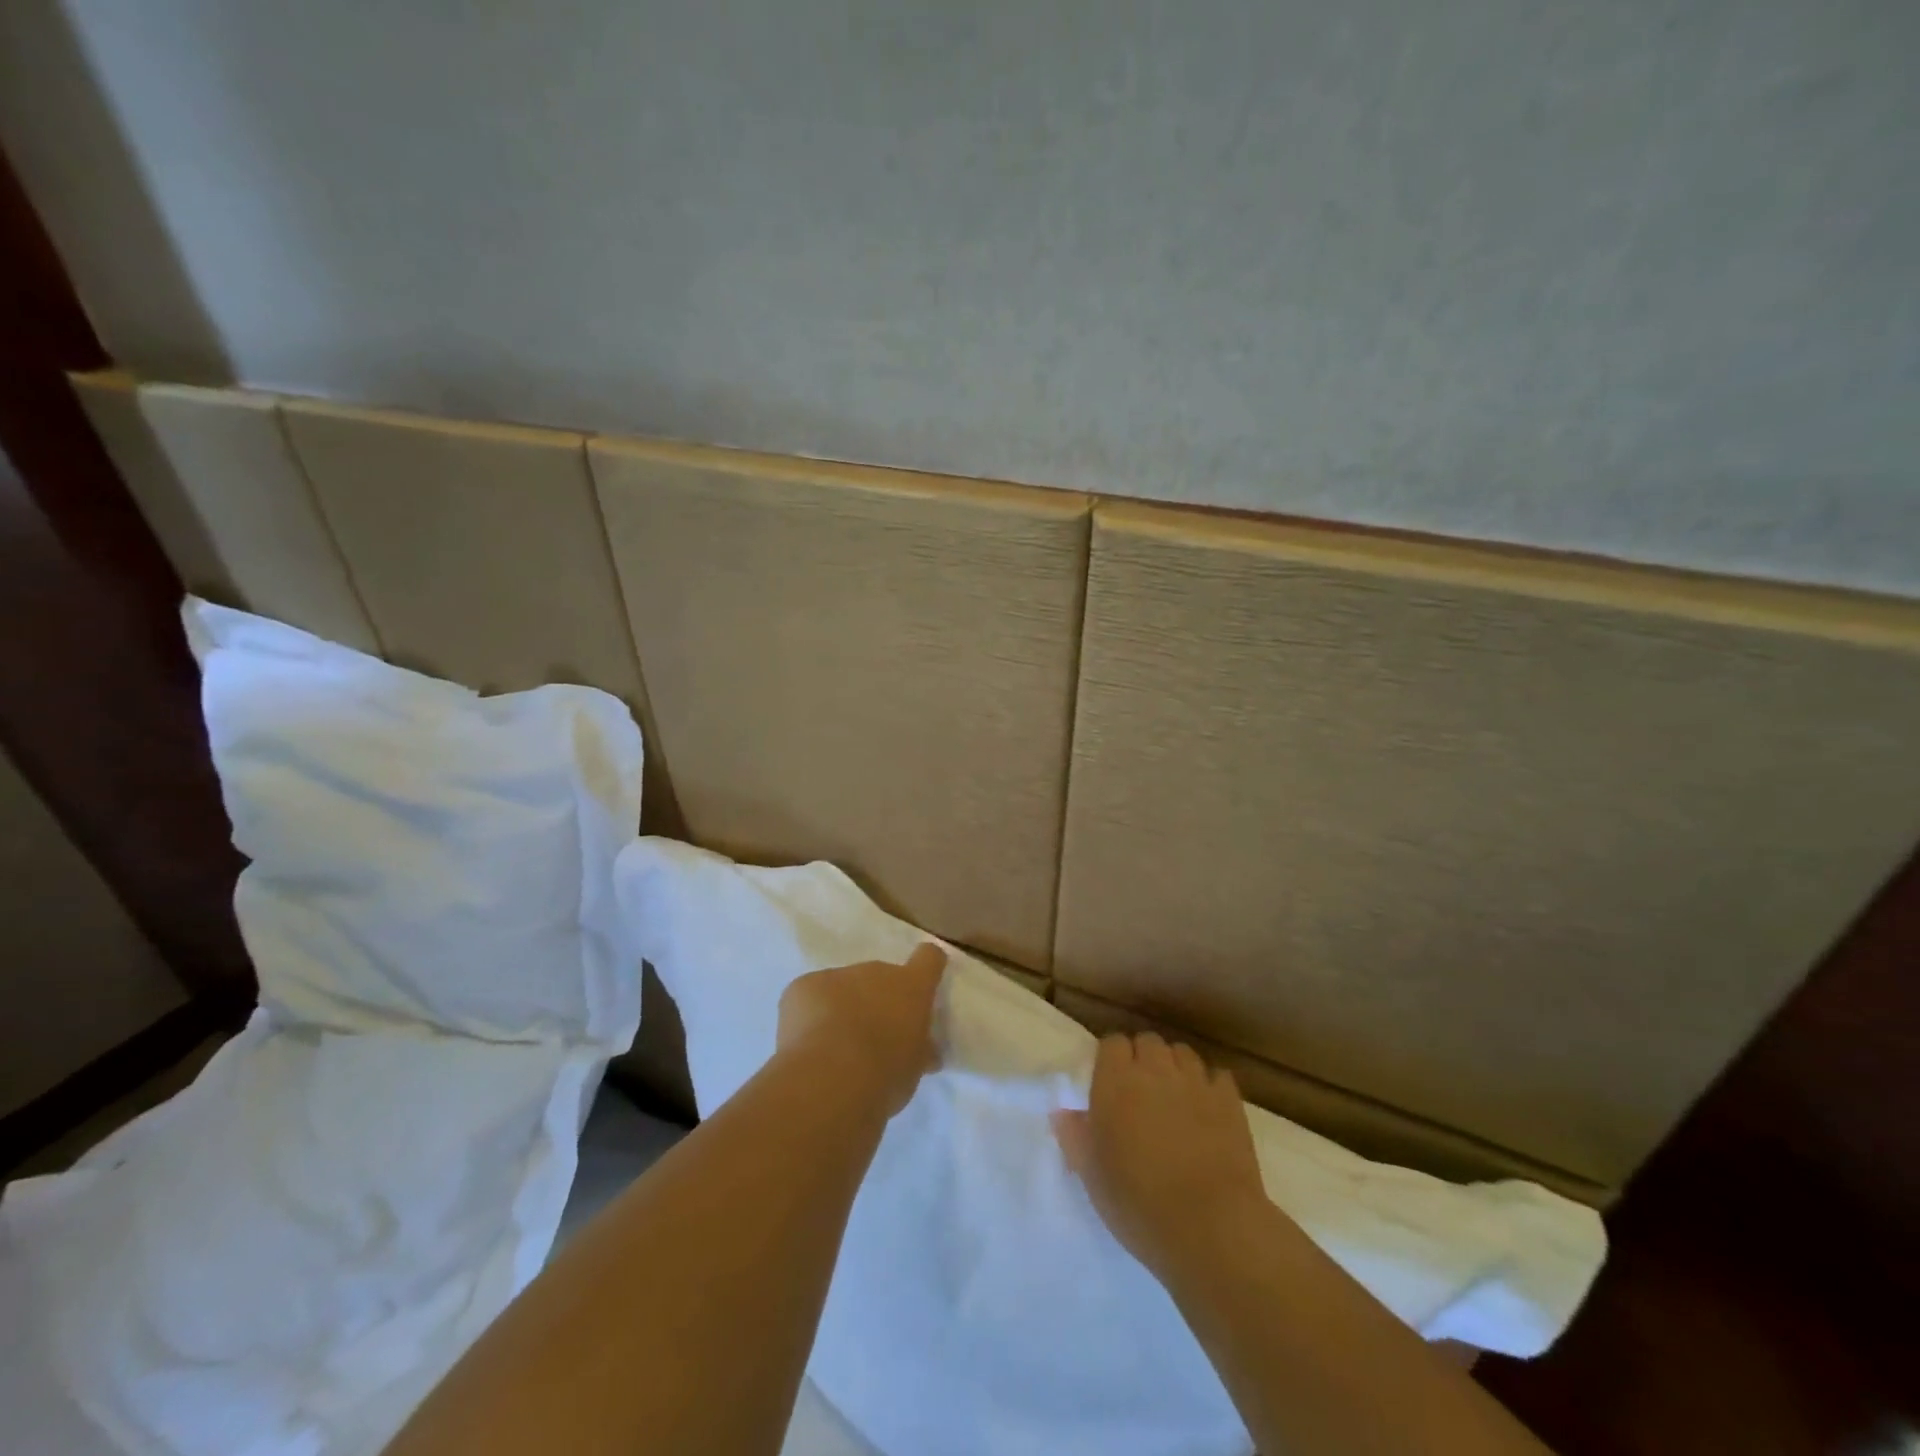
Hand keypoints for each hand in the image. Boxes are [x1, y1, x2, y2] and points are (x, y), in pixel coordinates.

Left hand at [776, 942, 946, 1118]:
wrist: (831, 1077)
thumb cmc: (885, 1073)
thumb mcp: (914, 1068)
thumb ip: (919, 1051)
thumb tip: (925, 1051)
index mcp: (912, 987)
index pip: (929, 958)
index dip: (927, 967)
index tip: (923, 982)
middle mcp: (877, 971)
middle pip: (880, 977)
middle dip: (877, 1000)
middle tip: (872, 1036)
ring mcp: (838, 975)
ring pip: (843, 987)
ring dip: (843, 1008)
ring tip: (834, 1046)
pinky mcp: (803, 986)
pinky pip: (811, 997)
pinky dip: (810, 1015)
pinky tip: (807, 1044)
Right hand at [1052, 1033, 1269, 1276]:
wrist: (1210, 1227)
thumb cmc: (1138, 1203)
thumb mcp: (1092, 1175)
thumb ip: (1074, 1136)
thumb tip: (1063, 1112)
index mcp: (1116, 1081)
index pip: (1112, 1043)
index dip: (1111, 1059)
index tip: (1110, 1083)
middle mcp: (1155, 1069)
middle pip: (1148, 1041)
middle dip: (1144, 1059)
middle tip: (1141, 1092)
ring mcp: (1195, 1081)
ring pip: (1182, 1053)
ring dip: (1175, 1068)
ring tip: (1174, 1098)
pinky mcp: (1229, 1100)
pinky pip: (1217, 1076)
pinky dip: (1210, 1086)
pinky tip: (1207, 1110)